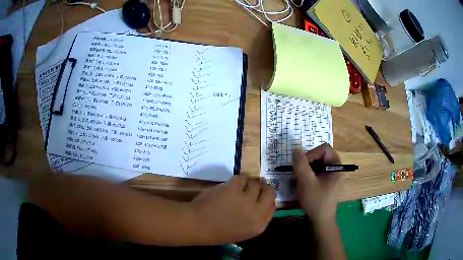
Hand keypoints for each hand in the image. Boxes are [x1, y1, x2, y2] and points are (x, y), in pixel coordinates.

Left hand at [191, 174, 275, 244]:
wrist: (198, 225)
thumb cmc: (218, 231)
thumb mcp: (242, 231)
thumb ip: (254, 219)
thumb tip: (259, 202)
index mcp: (259, 226)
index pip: (272, 207)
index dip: (267, 199)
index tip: (262, 196)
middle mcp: (257, 212)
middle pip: (270, 192)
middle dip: (264, 187)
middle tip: (258, 185)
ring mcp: (246, 199)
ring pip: (256, 183)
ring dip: (249, 182)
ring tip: (241, 185)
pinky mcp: (234, 188)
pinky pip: (242, 177)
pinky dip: (239, 178)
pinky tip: (233, 182)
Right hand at [293, 143, 341, 223]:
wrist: (320, 220)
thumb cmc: (315, 200)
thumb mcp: (306, 182)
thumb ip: (301, 164)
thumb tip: (296, 148)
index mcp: (336, 165)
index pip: (323, 149)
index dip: (311, 154)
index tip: (301, 166)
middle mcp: (336, 168)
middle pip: (321, 155)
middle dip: (308, 162)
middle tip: (299, 173)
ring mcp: (332, 175)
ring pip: (318, 163)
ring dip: (307, 169)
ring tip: (300, 179)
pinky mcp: (328, 182)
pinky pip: (318, 171)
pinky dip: (309, 174)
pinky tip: (304, 183)